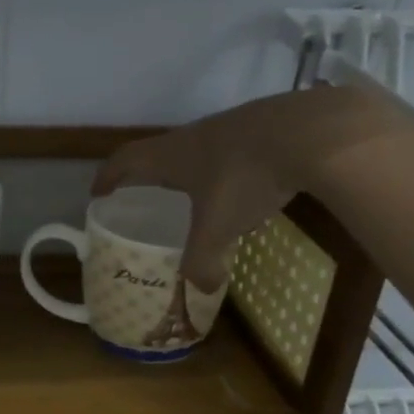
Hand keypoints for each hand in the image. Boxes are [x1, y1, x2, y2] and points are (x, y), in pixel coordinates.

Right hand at [92, 86, 409, 290]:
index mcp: (172, 156)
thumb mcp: (218, 228)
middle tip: (143, 195)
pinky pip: (232, 148)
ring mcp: (232, 126)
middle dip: (146, 174)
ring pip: (198, 148)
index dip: (108, 177)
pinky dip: (225, 167)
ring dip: (188, 169)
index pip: (125, 161)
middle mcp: (195, 136)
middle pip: (158, 151)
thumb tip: (202, 287)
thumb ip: (203, 260)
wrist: (314, 133)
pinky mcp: (265, 125)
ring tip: (193, 193)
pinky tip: (244, 184)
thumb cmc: (246, 178)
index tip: (98, 193)